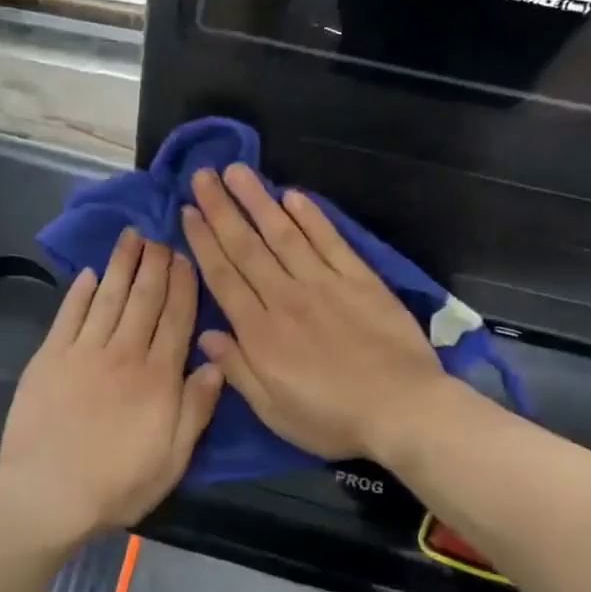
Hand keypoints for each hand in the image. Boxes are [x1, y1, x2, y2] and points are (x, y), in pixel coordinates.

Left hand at [0, 229, 222, 538]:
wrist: (48, 493)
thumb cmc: (118, 483)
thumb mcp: (173, 457)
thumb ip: (196, 408)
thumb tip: (217, 363)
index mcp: (158, 377)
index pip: (176, 320)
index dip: (183, 286)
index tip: (186, 258)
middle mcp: (123, 354)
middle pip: (144, 300)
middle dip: (155, 266)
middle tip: (161, 237)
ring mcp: (83, 353)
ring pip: (108, 299)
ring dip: (121, 266)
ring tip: (131, 238)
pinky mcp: (49, 359)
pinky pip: (68, 316)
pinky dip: (80, 293)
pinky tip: (90, 274)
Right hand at [180, 165, 446, 461]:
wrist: (403, 409)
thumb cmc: (332, 419)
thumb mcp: (274, 411)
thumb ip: (238, 370)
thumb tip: (206, 335)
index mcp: (260, 333)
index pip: (224, 277)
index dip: (203, 242)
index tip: (187, 212)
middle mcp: (286, 298)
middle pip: (247, 247)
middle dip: (222, 210)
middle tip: (202, 176)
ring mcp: (324, 285)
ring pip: (284, 235)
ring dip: (258, 201)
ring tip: (238, 172)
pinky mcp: (360, 280)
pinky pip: (330, 242)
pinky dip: (311, 218)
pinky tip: (293, 196)